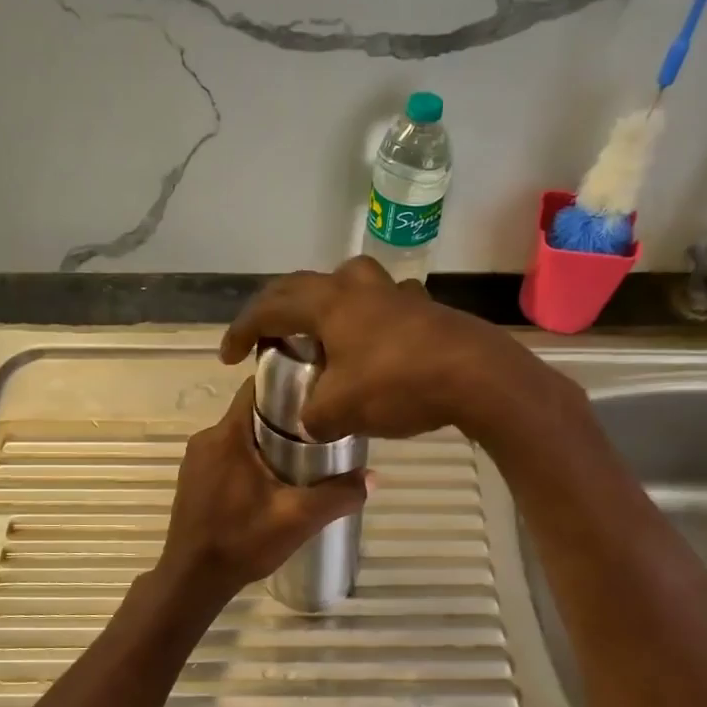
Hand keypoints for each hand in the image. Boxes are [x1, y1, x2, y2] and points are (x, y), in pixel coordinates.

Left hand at [156, 379, 368, 602]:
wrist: (192, 580)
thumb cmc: (242, 541)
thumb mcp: (298, 519)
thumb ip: (338, 495)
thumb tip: (373, 477)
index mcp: (227, 435)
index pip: (255, 387)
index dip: (287, 385)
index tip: (316, 396)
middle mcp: (206, 438)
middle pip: (250, 412)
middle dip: (283, 419)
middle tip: (318, 434)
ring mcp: (195, 460)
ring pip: (238, 435)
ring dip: (266, 442)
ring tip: (300, 460)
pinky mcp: (193, 480)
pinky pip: (226, 455)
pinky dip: (248, 460)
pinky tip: (270, 484)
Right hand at [219, 256, 548, 441]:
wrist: (478, 377)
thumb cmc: (398, 384)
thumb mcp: (341, 411)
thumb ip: (314, 417)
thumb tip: (314, 420)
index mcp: (329, 302)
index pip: (270, 306)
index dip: (242, 329)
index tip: (228, 355)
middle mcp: (359, 287)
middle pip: (305, 286)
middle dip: (278, 310)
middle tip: (266, 336)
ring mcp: (396, 293)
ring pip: (348, 288)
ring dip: (325, 308)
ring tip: (320, 336)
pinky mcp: (425, 308)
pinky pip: (381, 307)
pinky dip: (363, 323)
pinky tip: (371, 349)